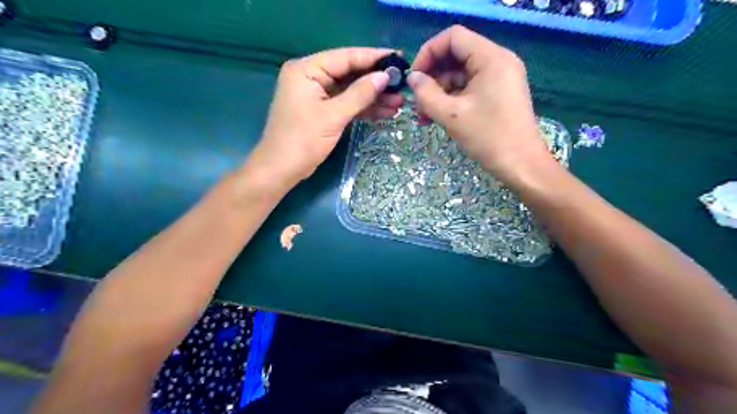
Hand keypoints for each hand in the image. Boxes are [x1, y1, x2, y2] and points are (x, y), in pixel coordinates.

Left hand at [246, 46, 401, 185]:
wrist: (281, 170)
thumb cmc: (303, 140)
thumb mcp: (333, 116)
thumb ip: (360, 94)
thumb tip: (384, 77)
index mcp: (306, 69)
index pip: (345, 57)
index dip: (373, 58)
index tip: (398, 58)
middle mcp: (311, 77)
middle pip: (349, 73)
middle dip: (375, 82)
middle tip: (402, 85)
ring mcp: (317, 95)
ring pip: (350, 91)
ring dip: (373, 98)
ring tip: (398, 103)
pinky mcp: (322, 111)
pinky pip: (346, 104)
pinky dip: (363, 109)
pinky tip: (385, 112)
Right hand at [409, 25, 552, 181]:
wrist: (521, 165)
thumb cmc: (488, 137)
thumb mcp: (451, 115)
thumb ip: (426, 94)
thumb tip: (412, 78)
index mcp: (491, 58)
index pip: (453, 37)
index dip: (428, 53)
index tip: (414, 79)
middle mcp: (498, 61)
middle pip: (456, 56)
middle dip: (432, 78)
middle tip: (417, 104)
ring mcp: (500, 78)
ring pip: (460, 75)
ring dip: (439, 93)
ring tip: (425, 118)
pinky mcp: (498, 93)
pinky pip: (469, 88)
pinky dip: (452, 100)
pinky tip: (439, 118)